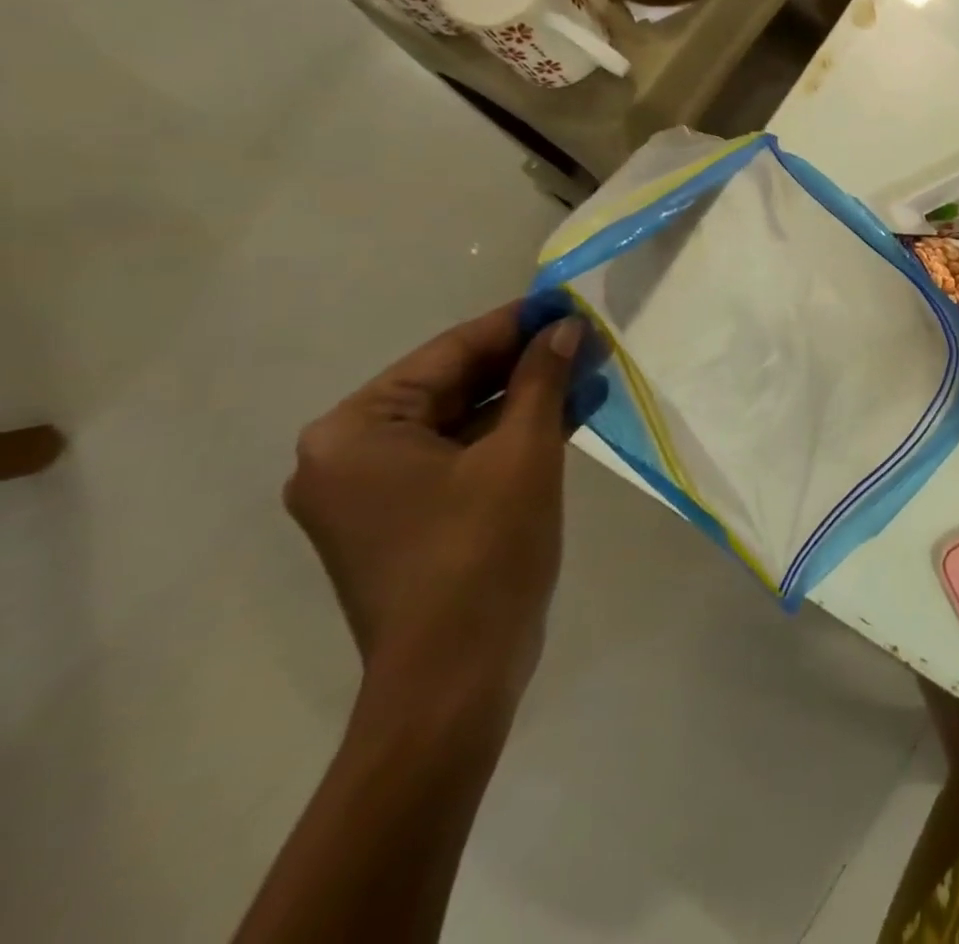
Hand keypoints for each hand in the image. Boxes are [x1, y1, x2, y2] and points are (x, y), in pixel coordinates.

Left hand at [287, 302, 583, 714]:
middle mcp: (349, 455)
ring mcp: (375, 491)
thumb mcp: (523, 452)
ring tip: (588, 370)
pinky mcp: (406, 518)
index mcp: (356, 431)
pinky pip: (462, 456)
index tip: (566, 302)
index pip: (448, 354)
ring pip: (462, 421)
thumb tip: (565, 328)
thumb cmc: (483, 552)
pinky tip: (567, 412)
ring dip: (525, 398)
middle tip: (586, 338)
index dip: (515, 324)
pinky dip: (511, 435)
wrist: (456, 676)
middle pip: (452, 386)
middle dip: (524, 362)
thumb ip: (542, 380)